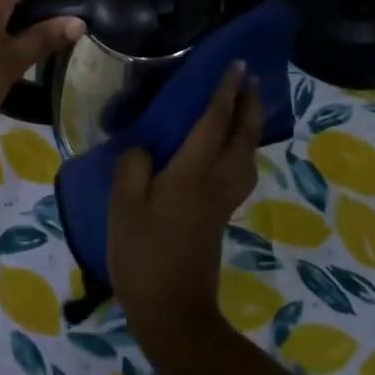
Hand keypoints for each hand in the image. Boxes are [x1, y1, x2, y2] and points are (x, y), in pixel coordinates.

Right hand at [109, 62, 262, 353]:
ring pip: (248, 153)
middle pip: (243, 135)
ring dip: (250, 124)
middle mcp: (217, 180)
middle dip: (249, 103)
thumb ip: (134, 165)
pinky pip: (241, 168)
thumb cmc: (143, 253)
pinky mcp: (221, 215)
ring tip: (242, 106)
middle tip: (248, 78)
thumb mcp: (124, 204)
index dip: (225, 90)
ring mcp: (224, 199)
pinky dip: (242, 147)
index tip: (237, 64)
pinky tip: (228, 147)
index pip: (215, 120)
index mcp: (193, 172)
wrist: (172, 311)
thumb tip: (147, 147)